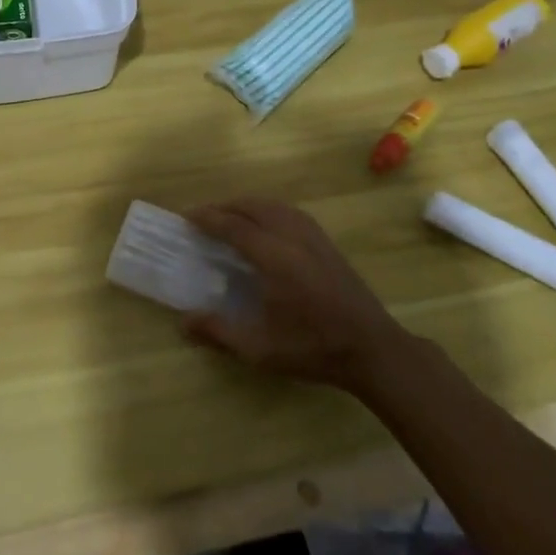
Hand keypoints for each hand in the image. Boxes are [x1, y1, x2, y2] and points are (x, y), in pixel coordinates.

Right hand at [182, 199, 411, 392]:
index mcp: (275, 258)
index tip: (186, 216)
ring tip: (229, 217)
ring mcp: (314, 237)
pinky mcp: (327, 243)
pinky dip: (269, 210)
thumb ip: (220, 332)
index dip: (208, 218)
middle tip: (203, 217)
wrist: (372, 348)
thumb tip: (183, 322)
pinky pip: (291, 213)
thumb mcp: (260, 349)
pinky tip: (265, 225)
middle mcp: (294, 238)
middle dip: (225, 207)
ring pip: (274, 206)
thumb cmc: (313, 349)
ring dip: (247, 205)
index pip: (234, 226)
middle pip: (254, 207)